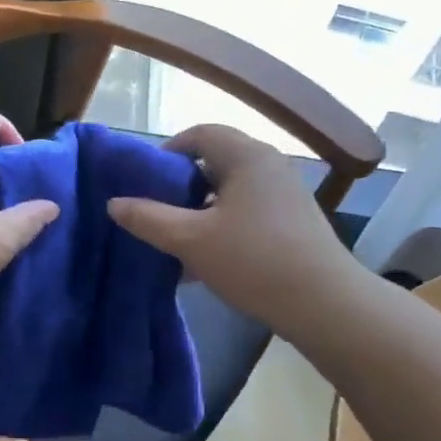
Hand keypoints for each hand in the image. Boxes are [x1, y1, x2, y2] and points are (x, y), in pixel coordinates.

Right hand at [107, 124, 357, 332]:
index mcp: (247, 156)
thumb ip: (148, 219)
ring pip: (229, 190)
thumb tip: (114, 204)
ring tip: (176, 238)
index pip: (199, 134)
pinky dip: (222, 225)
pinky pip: (246, 211)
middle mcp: (269, 166)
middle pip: (214, 161)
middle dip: (180, 184)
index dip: (167, 152)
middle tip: (156, 209)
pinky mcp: (292, 222)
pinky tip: (205, 260)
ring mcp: (284, 194)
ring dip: (200, 209)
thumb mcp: (190, 240)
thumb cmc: (255, 261)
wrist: (326, 306)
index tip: (145, 181)